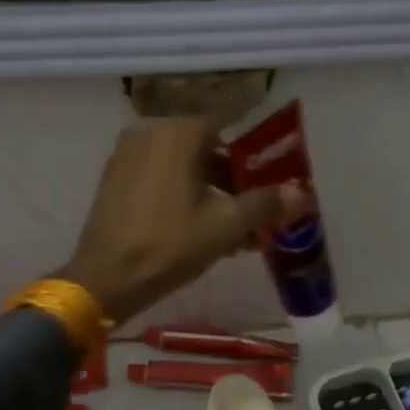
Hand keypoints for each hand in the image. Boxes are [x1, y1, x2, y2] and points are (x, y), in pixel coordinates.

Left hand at [59, 118, 307, 323]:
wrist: (106, 278)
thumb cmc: (169, 245)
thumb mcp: (225, 226)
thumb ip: (266, 204)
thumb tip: (303, 195)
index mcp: (178, 131)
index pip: (229, 131)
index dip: (254, 160)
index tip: (271, 188)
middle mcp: (150, 132)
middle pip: (205, 151)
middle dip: (233, 184)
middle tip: (255, 217)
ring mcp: (127, 156)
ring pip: (183, 169)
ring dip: (210, 196)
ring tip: (233, 234)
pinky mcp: (115, 180)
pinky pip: (160, 180)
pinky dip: (182, 198)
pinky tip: (199, 233)